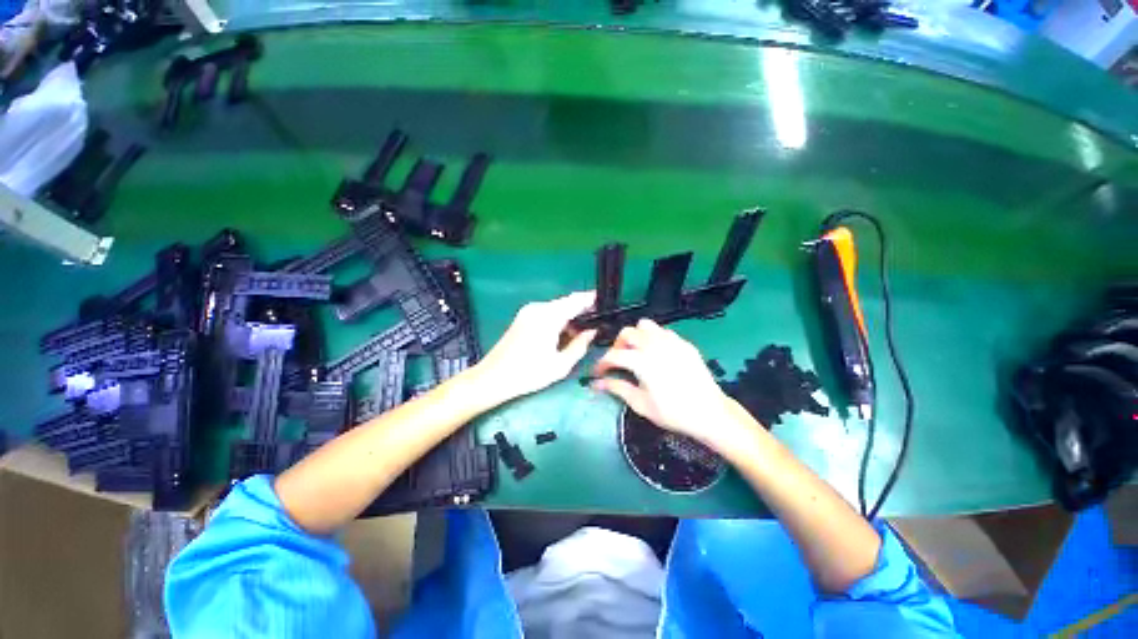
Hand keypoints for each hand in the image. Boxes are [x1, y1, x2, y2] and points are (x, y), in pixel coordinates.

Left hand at [473, 291, 597, 402]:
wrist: (493, 378)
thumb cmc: (529, 374)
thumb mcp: (560, 365)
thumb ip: (580, 345)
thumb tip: (592, 332)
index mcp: (549, 316)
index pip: (576, 301)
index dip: (592, 300)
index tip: (606, 304)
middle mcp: (539, 308)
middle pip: (566, 302)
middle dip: (582, 310)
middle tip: (597, 322)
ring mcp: (529, 311)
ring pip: (557, 307)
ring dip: (570, 316)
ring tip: (583, 331)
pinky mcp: (523, 317)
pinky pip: (547, 312)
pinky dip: (558, 319)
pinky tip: (564, 333)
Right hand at [592, 319, 751, 447]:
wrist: (709, 413)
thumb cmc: (673, 412)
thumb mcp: (641, 403)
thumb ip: (617, 388)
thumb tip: (596, 383)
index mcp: (641, 360)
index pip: (613, 355)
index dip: (601, 363)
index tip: (597, 372)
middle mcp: (654, 344)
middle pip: (627, 333)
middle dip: (617, 345)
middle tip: (618, 361)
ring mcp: (671, 341)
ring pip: (645, 326)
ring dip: (636, 336)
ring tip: (637, 353)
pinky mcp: (684, 343)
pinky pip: (663, 331)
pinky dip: (653, 338)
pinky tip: (657, 354)